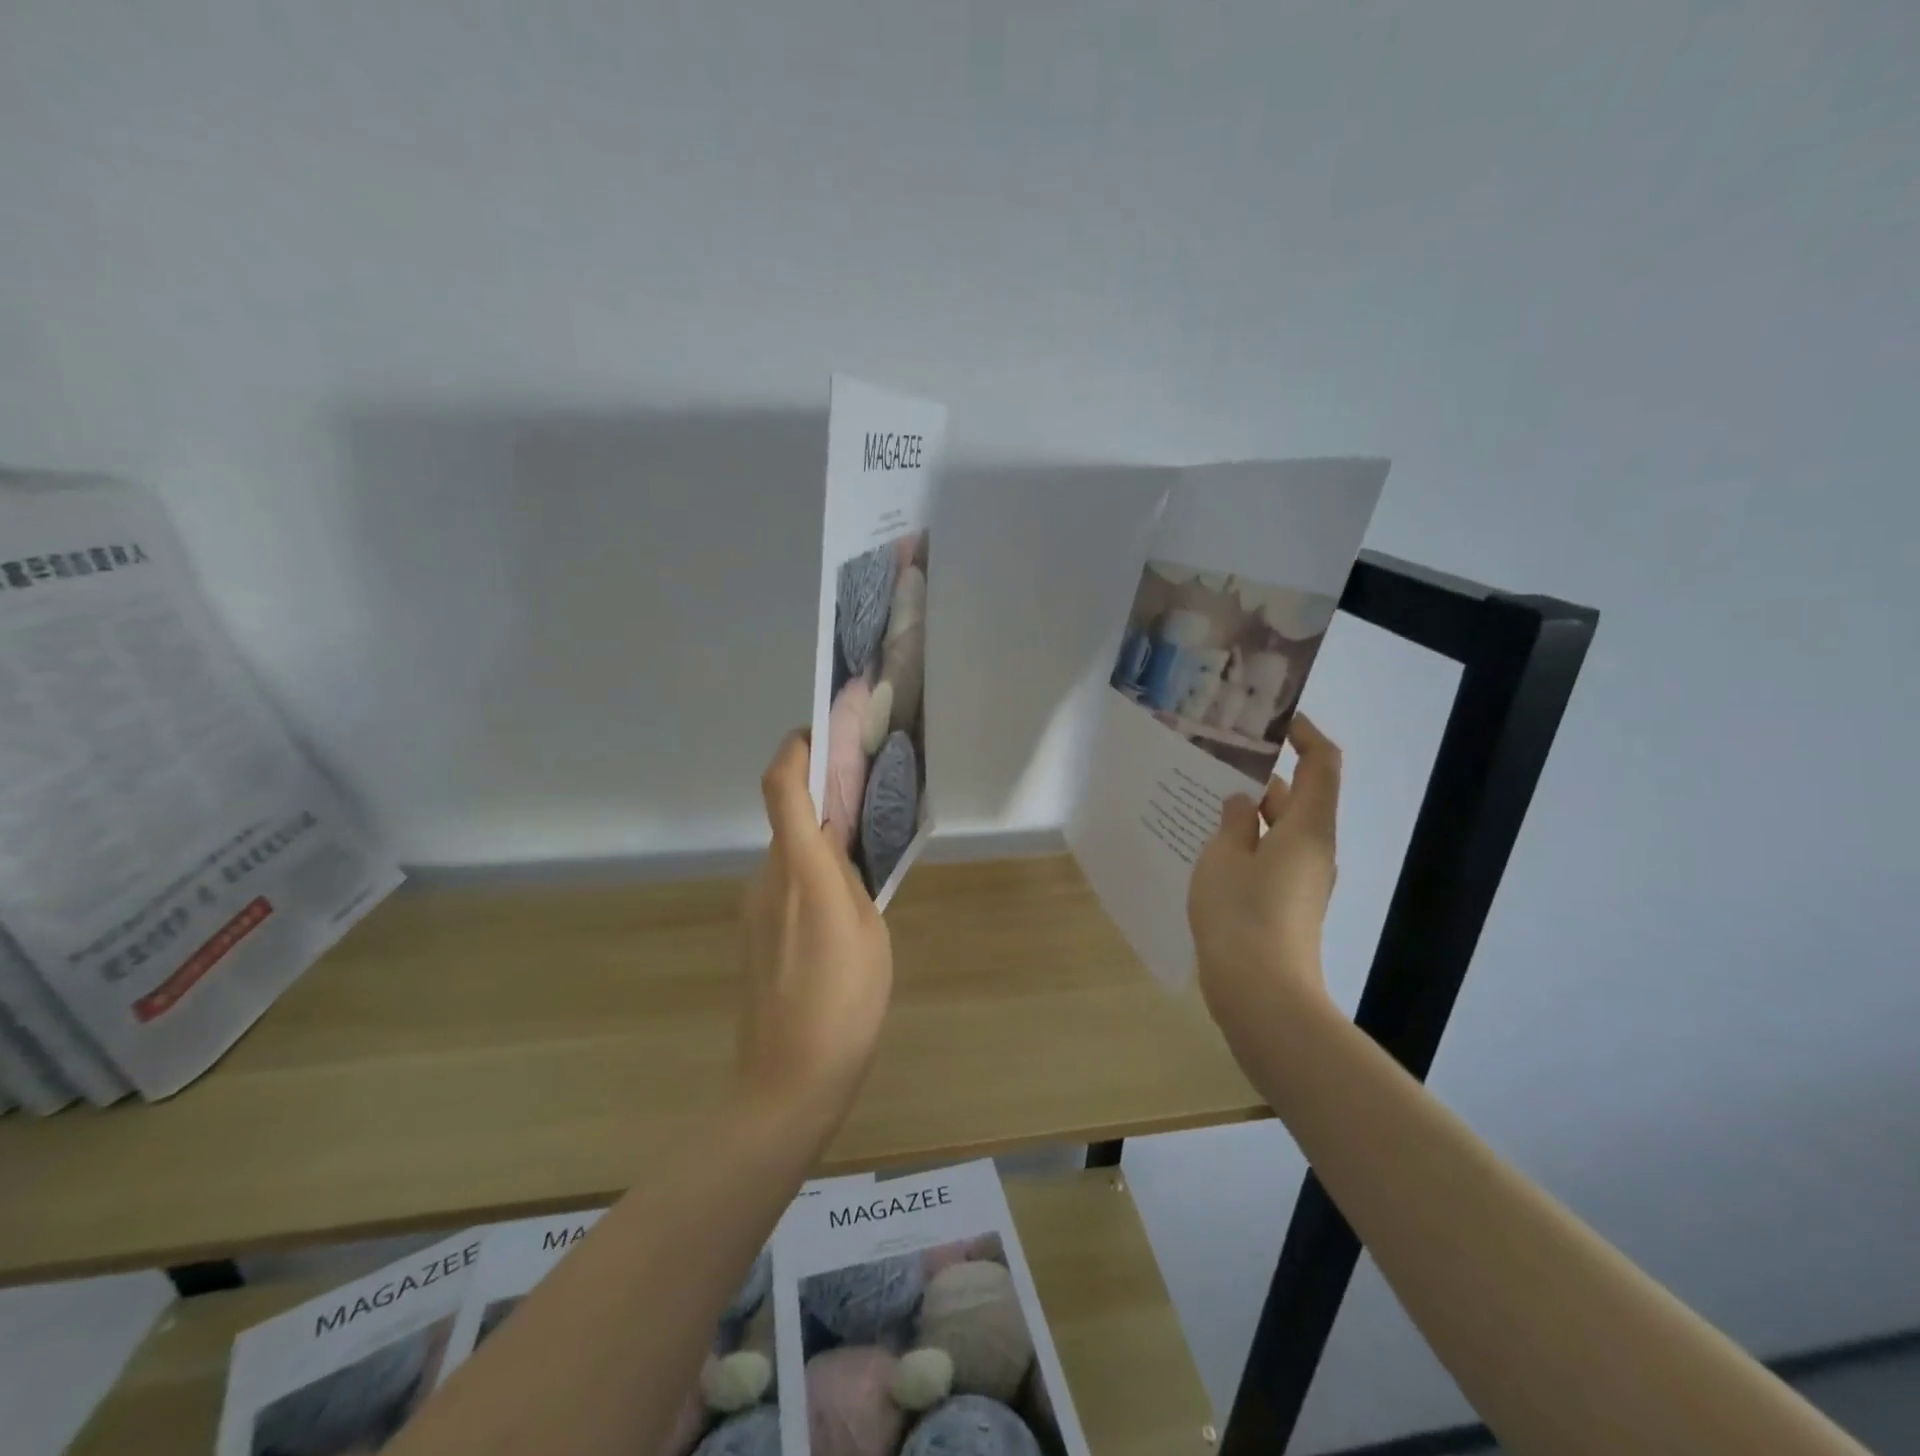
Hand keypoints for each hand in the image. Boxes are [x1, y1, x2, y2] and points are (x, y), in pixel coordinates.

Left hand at [736, 731, 893, 1121]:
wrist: (788, 1083)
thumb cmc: (844, 1002)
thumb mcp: (869, 930)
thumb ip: (851, 879)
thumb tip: (838, 847)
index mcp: (800, 870)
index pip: (781, 788)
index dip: (794, 750)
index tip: (820, 734)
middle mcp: (767, 878)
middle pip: (788, 819)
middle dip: (821, 800)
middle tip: (866, 802)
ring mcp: (754, 909)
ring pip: (789, 855)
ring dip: (819, 845)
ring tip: (864, 865)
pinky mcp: (754, 936)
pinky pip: (784, 887)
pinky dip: (809, 877)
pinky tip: (841, 913)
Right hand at [1188, 714, 1341, 1044]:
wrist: (1262, 994)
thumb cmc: (1242, 914)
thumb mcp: (1224, 858)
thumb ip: (1232, 822)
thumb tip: (1241, 802)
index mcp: (1308, 827)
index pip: (1322, 764)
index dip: (1305, 734)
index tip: (1273, 720)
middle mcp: (1314, 848)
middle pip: (1298, 796)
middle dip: (1261, 775)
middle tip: (1216, 758)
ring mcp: (1303, 879)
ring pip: (1279, 829)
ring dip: (1248, 812)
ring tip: (1202, 797)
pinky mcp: (1288, 904)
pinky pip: (1270, 857)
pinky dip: (1246, 842)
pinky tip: (1207, 844)